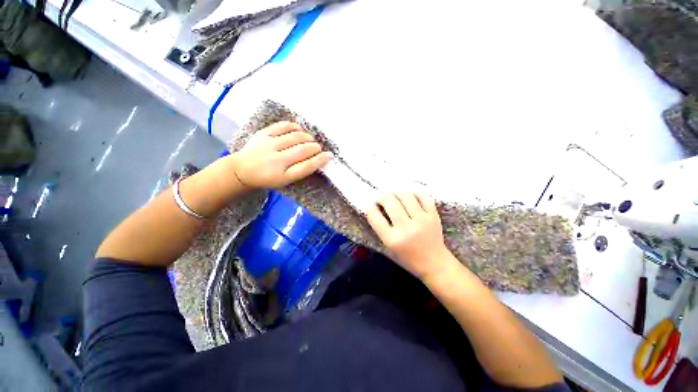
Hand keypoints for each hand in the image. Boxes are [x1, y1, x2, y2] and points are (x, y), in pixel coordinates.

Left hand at [232, 121, 330, 188]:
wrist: (242, 170)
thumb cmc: (268, 178)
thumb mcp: (285, 180)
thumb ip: (301, 170)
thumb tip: (317, 159)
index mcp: (282, 175)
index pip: (306, 166)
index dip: (319, 160)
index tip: (329, 156)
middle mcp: (276, 160)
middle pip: (302, 150)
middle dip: (315, 147)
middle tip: (318, 148)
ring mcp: (268, 144)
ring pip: (295, 137)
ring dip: (308, 137)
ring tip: (310, 140)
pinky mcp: (263, 133)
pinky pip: (283, 126)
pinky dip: (295, 127)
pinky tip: (299, 130)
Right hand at [366, 192, 451, 279]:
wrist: (434, 264)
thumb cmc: (407, 257)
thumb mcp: (389, 246)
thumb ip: (380, 227)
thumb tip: (375, 205)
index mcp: (392, 239)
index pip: (374, 216)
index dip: (369, 208)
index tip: (371, 206)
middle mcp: (407, 228)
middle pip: (389, 201)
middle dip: (382, 197)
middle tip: (383, 200)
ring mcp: (422, 220)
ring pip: (405, 195)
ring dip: (396, 192)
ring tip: (395, 196)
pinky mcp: (433, 216)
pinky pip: (422, 196)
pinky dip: (413, 193)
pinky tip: (409, 196)